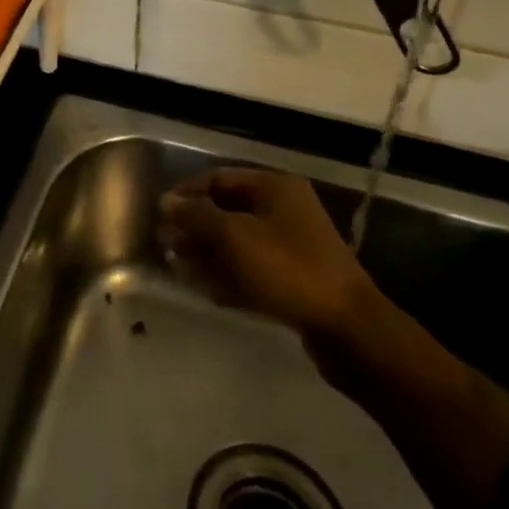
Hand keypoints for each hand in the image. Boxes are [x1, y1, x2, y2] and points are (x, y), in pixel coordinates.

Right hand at [158, 168, 371, 340]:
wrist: (348, 330)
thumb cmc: (288, 269)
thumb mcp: (234, 236)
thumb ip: (196, 216)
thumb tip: (166, 201)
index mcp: (274, 188)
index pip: (218, 178)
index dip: (186, 193)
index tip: (160, 213)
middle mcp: (284, 210)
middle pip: (227, 210)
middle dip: (195, 226)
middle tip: (166, 244)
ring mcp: (291, 246)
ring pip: (237, 243)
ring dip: (207, 252)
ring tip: (177, 266)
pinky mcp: (294, 280)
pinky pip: (252, 269)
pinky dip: (228, 275)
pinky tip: (204, 288)